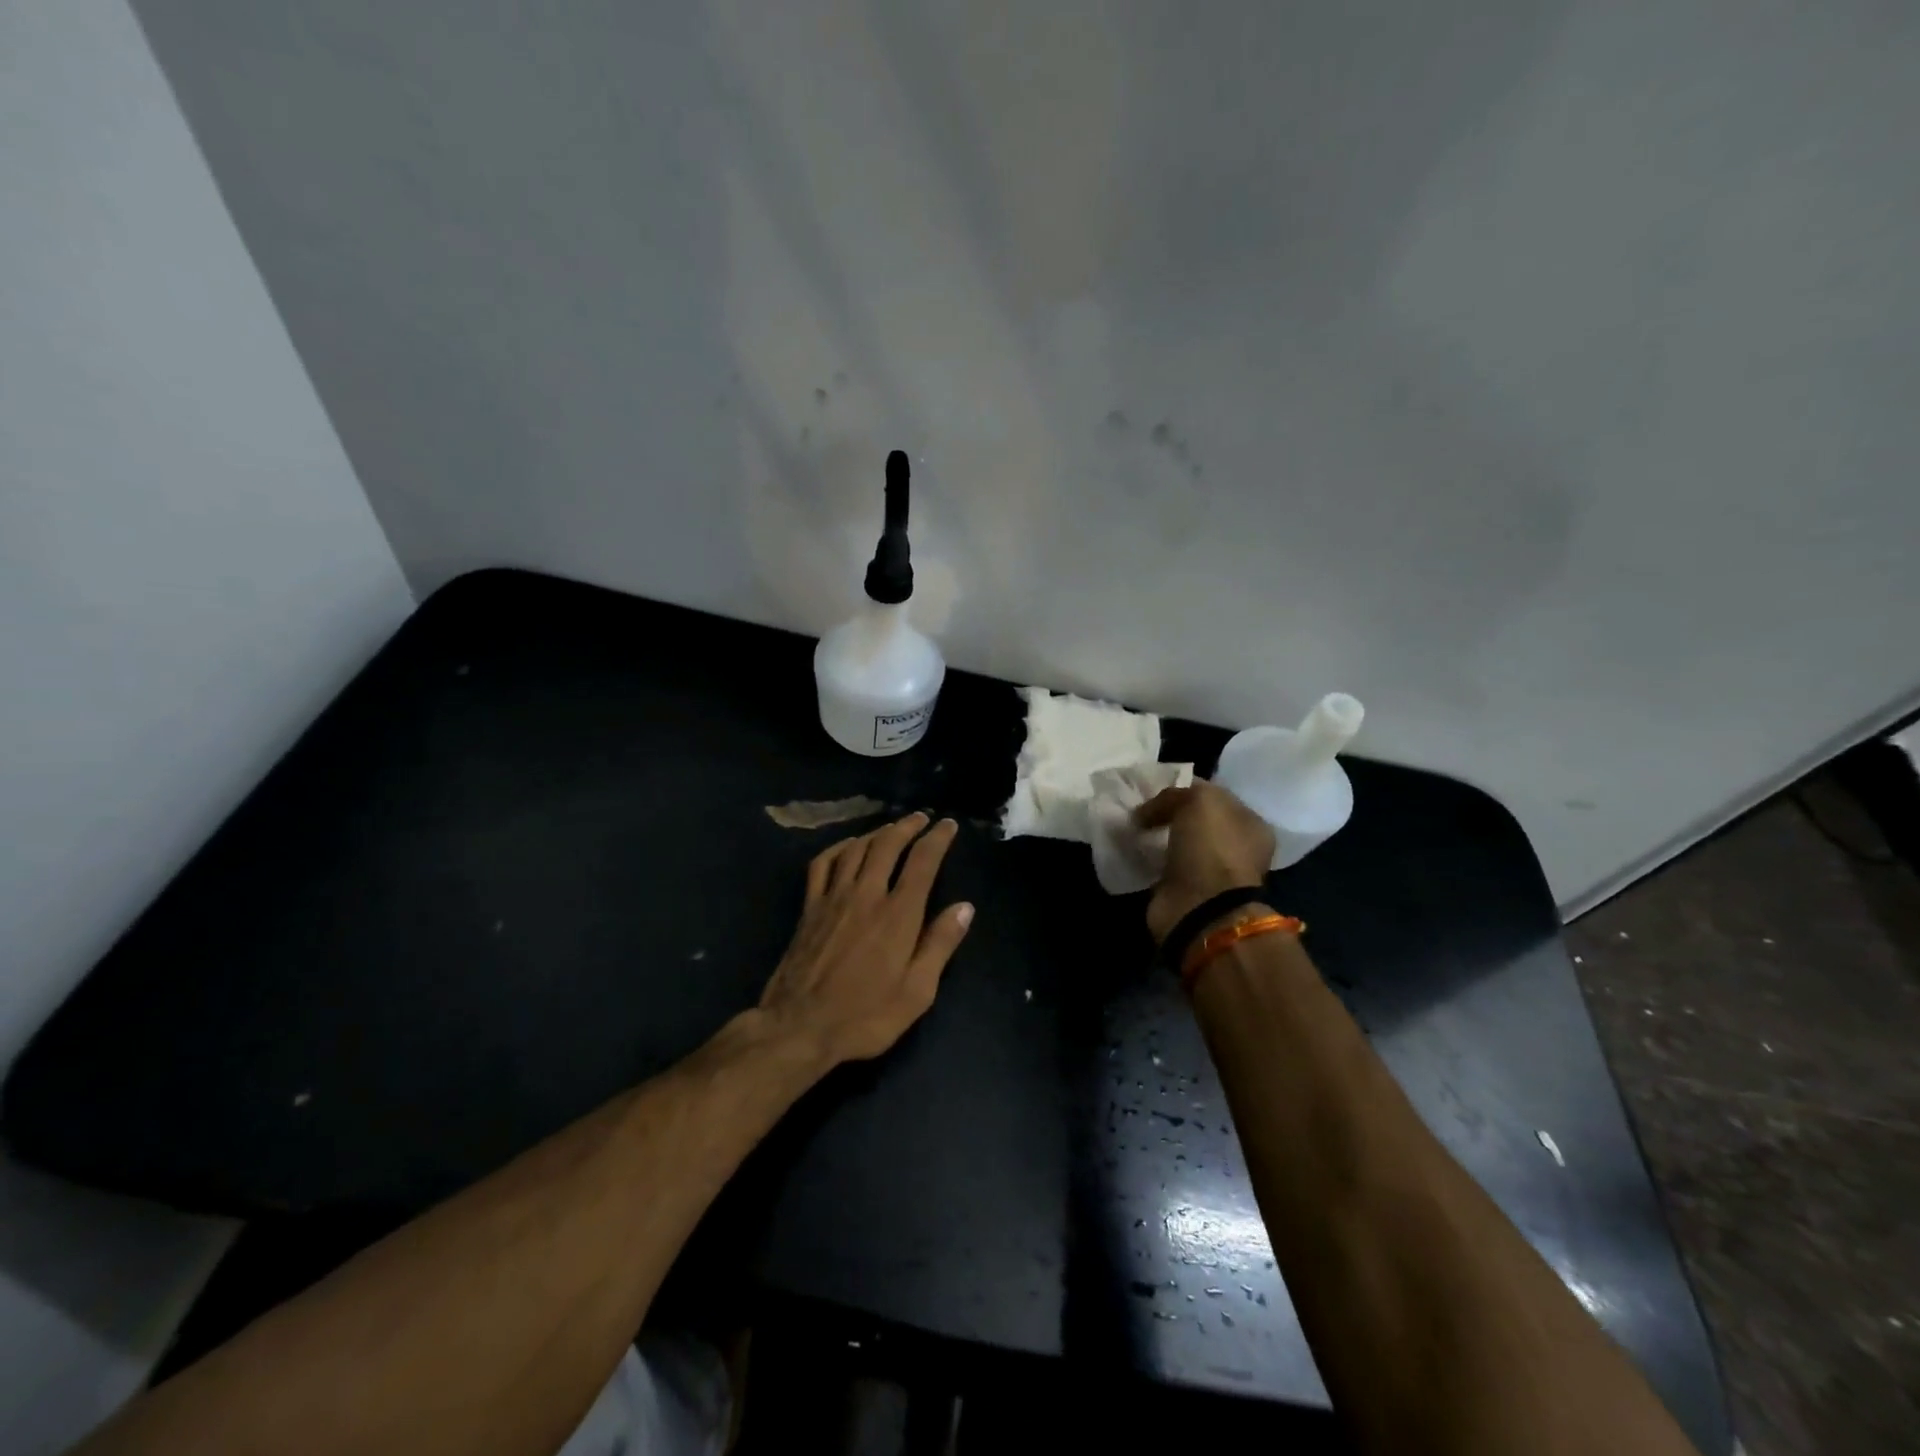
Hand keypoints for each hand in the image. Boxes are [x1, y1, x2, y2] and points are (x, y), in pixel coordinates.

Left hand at [758, 813, 974, 1065]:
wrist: (799, 1027)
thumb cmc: (865, 1016)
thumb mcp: (916, 992)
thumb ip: (940, 945)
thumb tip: (965, 907)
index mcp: (898, 915)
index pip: (922, 862)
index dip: (937, 839)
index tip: (948, 825)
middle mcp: (866, 895)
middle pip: (888, 845)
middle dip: (908, 827)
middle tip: (921, 818)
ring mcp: (833, 898)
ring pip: (856, 848)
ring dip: (877, 832)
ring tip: (891, 828)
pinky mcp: (809, 907)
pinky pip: (823, 864)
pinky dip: (838, 848)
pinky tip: (847, 847)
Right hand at [1136, 782, 1274, 943]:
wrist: (1200, 906)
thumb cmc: (1211, 846)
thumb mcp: (1199, 801)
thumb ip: (1175, 794)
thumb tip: (1148, 811)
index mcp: (1250, 824)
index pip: (1214, 796)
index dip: (1185, 788)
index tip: (1155, 787)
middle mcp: (1235, 848)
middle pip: (1194, 820)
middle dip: (1168, 814)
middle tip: (1139, 807)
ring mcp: (1210, 872)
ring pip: (1177, 843)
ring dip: (1156, 836)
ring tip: (1132, 827)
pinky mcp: (1184, 891)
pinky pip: (1162, 865)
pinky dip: (1148, 858)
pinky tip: (1132, 848)